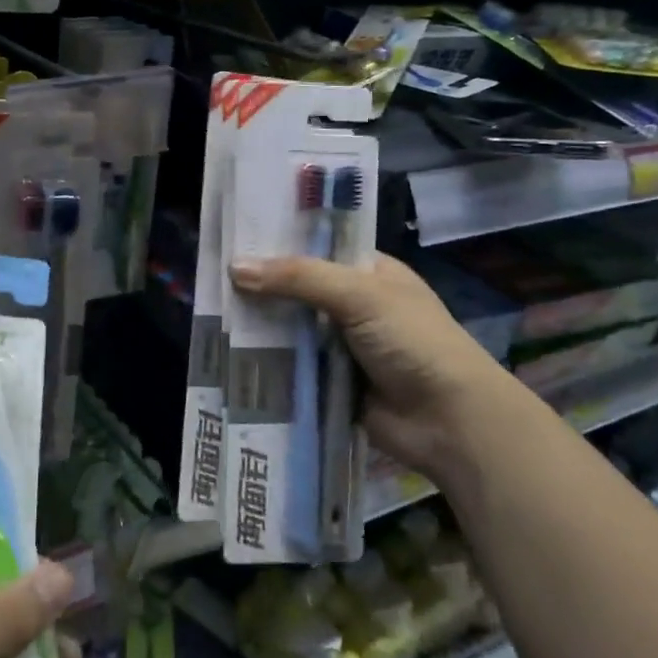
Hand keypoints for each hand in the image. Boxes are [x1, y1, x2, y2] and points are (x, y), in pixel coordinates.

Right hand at [230, 252, 511, 477]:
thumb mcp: (359, 295)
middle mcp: (354, 305)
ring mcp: (342, 346)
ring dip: (260, 328)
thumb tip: (235, 267)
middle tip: (210, 279)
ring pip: (291, 330)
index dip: (278, 243)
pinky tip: (230, 356)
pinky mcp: (332, 382)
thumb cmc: (413, 341)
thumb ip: (299, 278)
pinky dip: (268, 363)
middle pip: (298, 290)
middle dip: (261, 288)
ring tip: (208, 315)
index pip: (317, 248)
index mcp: (369, 273)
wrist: (449, 420)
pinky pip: (292, 367)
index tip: (233, 238)